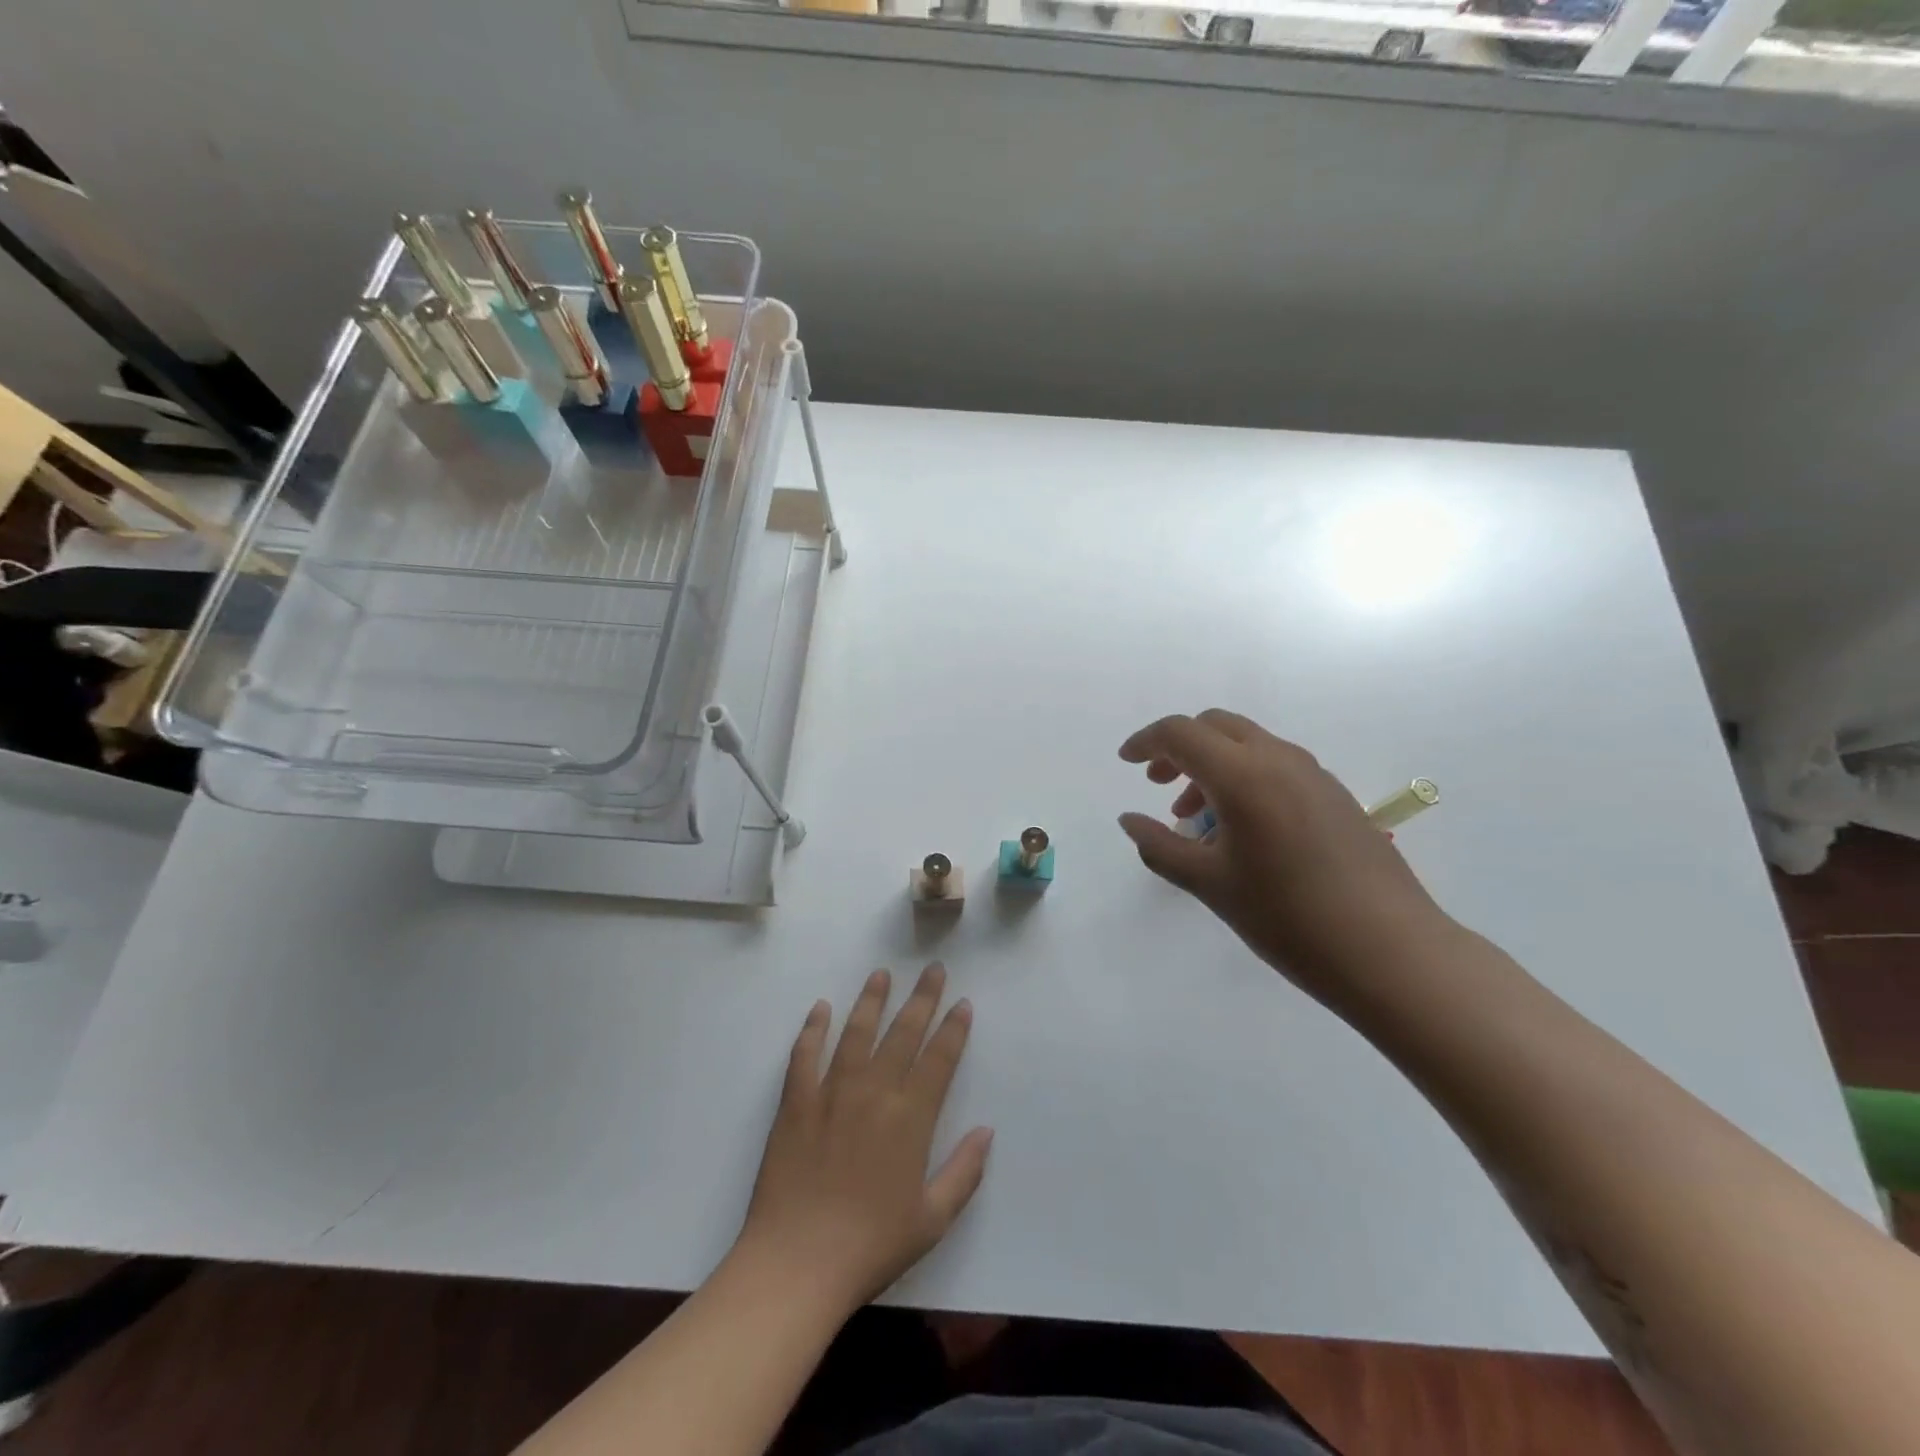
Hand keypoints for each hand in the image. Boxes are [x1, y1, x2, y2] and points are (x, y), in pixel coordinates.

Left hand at [733, 964, 992, 1317]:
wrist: (796, 1264)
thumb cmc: (871, 1246)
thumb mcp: (932, 1220)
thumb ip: (964, 1172)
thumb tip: (986, 1130)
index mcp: (911, 1118)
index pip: (939, 1059)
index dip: (953, 1028)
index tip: (962, 1002)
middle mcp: (874, 1092)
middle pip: (903, 1033)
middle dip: (922, 998)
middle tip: (933, 969)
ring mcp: (831, 1092)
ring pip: (856, 1032)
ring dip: (871, 1000)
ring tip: (881, 974)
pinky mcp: (796, 1102)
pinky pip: (804, 1055)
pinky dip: (813, 1028)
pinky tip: (821, 1008)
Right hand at [1117, 710, 1453, 1006]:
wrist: (1390, 951)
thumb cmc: (1287, 918)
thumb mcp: (1210, 884)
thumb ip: (1161, 845)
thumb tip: (1129, 820)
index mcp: (1243, 775)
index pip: (1181, 734)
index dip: (1146, 741)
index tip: (1125, 762)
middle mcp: (1279, 760)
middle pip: (1216, 726)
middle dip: (1180, 747)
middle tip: (1158, 784)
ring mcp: (1314, 775)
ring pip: (1249, 745)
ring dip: (1213, 765)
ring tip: (1197, 818)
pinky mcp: (1336, 795)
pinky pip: (1277, 766)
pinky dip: (1245, 778)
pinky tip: (1244, 830)